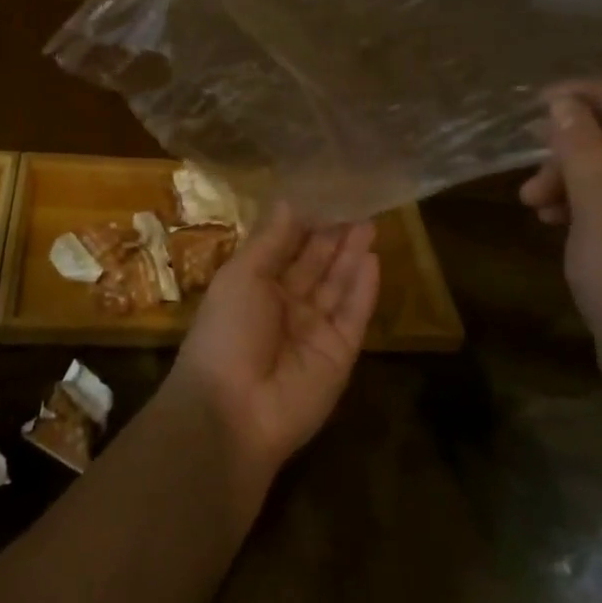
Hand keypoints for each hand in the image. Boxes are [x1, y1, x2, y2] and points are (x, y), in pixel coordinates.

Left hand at [165, 204, 379, 485]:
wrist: (232, 409)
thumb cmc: (226, 330)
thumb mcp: (242, 275)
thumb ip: (271, 240)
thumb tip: (289, 201)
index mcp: (255, 287)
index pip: (286, 249)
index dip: (305, 223)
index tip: (326, 193)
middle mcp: (286, 306)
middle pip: (316, 265)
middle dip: (334, 235)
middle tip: (358, 202)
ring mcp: (314, 331)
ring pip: (338, 286)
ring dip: (352, 256)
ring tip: (370, 222)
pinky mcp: (340, 355)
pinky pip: (354, 316)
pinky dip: (364, 289)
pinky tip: (374, 259)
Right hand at [519, 82, 601, 406]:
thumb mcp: (601, 206)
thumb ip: (581, 146)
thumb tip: (563, 104)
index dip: (591, 95)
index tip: (538, 101)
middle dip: (575, 146)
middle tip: (531, 162)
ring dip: (573, 175)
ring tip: (533, 200)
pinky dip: (586, 201)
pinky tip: (553, 218)